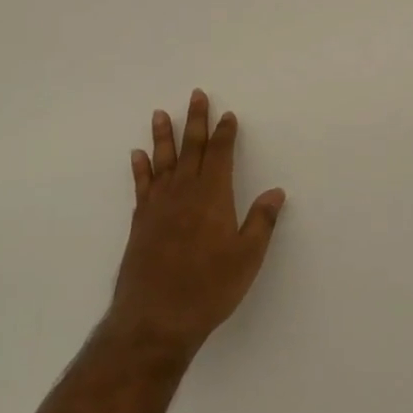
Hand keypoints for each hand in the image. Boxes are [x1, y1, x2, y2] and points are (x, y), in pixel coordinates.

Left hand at [107, 90, 286, 359]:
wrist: (156, 316)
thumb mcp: (247, 258)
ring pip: (162, 161)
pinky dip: (140, 168)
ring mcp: (158, 205)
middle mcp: (183, 192)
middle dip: (196, 121)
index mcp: (212, 197)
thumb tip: (276, 192)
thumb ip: (261, 222)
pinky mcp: (140, 221)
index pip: (220, 155)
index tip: (227, 115)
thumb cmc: (209, 288)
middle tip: (196, 95)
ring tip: (160, 113)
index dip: (224, 134)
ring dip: (163, 136)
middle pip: (191, 148)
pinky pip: (141, 185)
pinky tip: (137, 155)